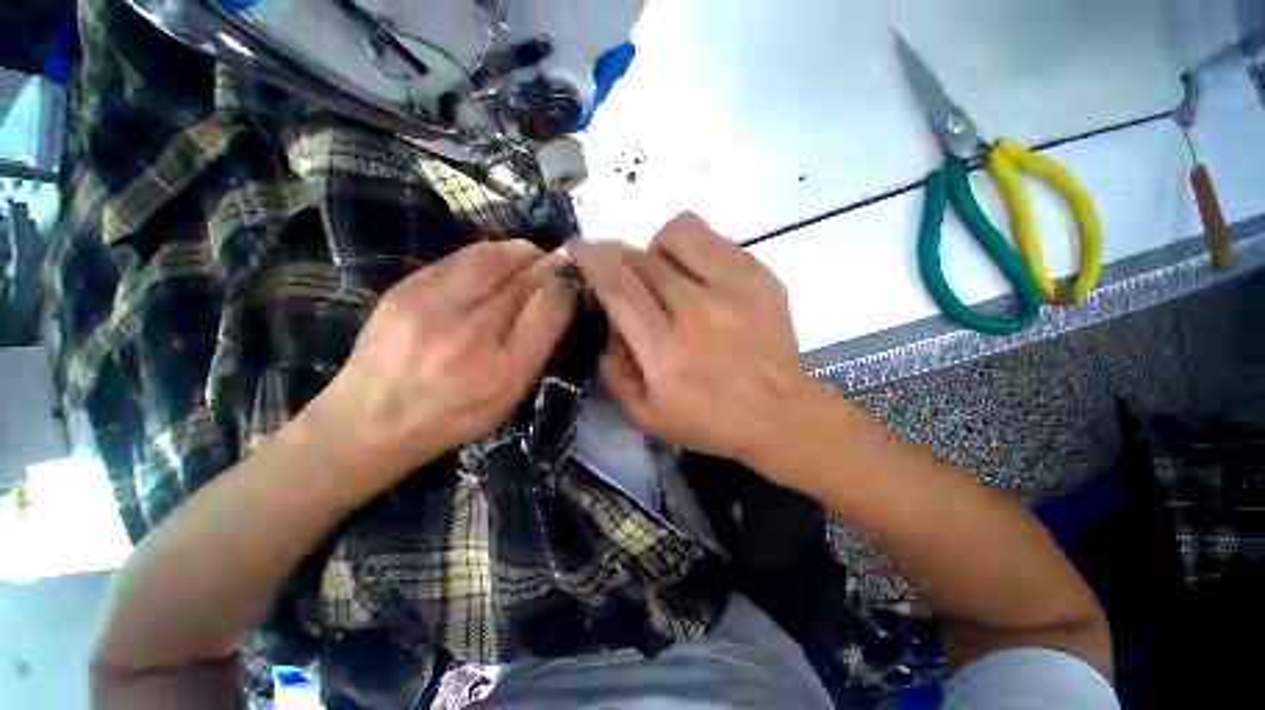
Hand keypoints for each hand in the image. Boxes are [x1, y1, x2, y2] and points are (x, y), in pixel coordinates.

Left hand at [304, 240, 574, 500]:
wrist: (370, 420)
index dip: (566, 289)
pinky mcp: (407, 288)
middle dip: (548, 267)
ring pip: (495, 259)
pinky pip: (463, 257)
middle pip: (525, 280)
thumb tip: (558, 301)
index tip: (571, 285)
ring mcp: (434, 306)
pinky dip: (490, 254)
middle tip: (559, 263)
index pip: (549, 308)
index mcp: (504, 371)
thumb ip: (537, 351)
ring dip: (522, 253)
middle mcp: (472, 334)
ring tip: (532, 256)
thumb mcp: (508, 399)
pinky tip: (498, 261)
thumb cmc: (453, 416)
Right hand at [575, 213, 813, 481]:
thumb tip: (609, 322)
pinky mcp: (760, 277)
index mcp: (665, 351)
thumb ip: (613, 369)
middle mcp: (696, 312)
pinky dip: (694, 251)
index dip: (591, 259)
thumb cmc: (709, 421)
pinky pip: (714, 239)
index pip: (617, 285)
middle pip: (641, 256)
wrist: (779, 414)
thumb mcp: (644, 415)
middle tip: (626, 278)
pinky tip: (699, 277)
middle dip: (619, 258)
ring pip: (677, 233)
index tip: (579, 250)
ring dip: (657, 247)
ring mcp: (734, 289)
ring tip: (665, 272)